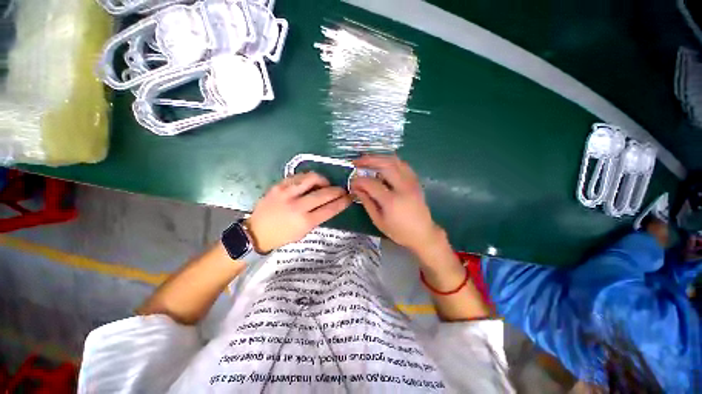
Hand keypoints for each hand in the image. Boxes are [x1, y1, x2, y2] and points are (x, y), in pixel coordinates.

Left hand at [246, 172, 351, 252]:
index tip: (350, 197)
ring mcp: (286, 194)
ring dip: (323, 180)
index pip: (330, 208)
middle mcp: (297, 206)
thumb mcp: (304, 232)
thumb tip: (330, 203)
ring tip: (325, 184)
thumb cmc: (283, 235)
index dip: (343, 202)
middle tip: (342, 190)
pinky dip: (308, 178)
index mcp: (305, 222)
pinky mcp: (278, 186)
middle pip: (325, 193)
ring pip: (312, 178)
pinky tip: (309, 183)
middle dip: (338, 190)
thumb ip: (318, 217)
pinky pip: (298, 176)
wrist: (256, 232)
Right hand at [350, 155, 443, 254]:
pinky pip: (403, 165)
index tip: (352, 182)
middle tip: (357, 162)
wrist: (423, 234)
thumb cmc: (399, 231)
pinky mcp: (416, 181)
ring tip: (368, 160)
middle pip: (385, 165)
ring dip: (379, 158)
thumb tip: (356, 188)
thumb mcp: (379, 220)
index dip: (359, 181)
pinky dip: (391, 161)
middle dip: (368, 160)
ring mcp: (412, 182)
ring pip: (395, 161)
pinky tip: (383, 164)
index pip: (371, 183)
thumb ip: (367, 202)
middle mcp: (403, 187)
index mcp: (392, 201)